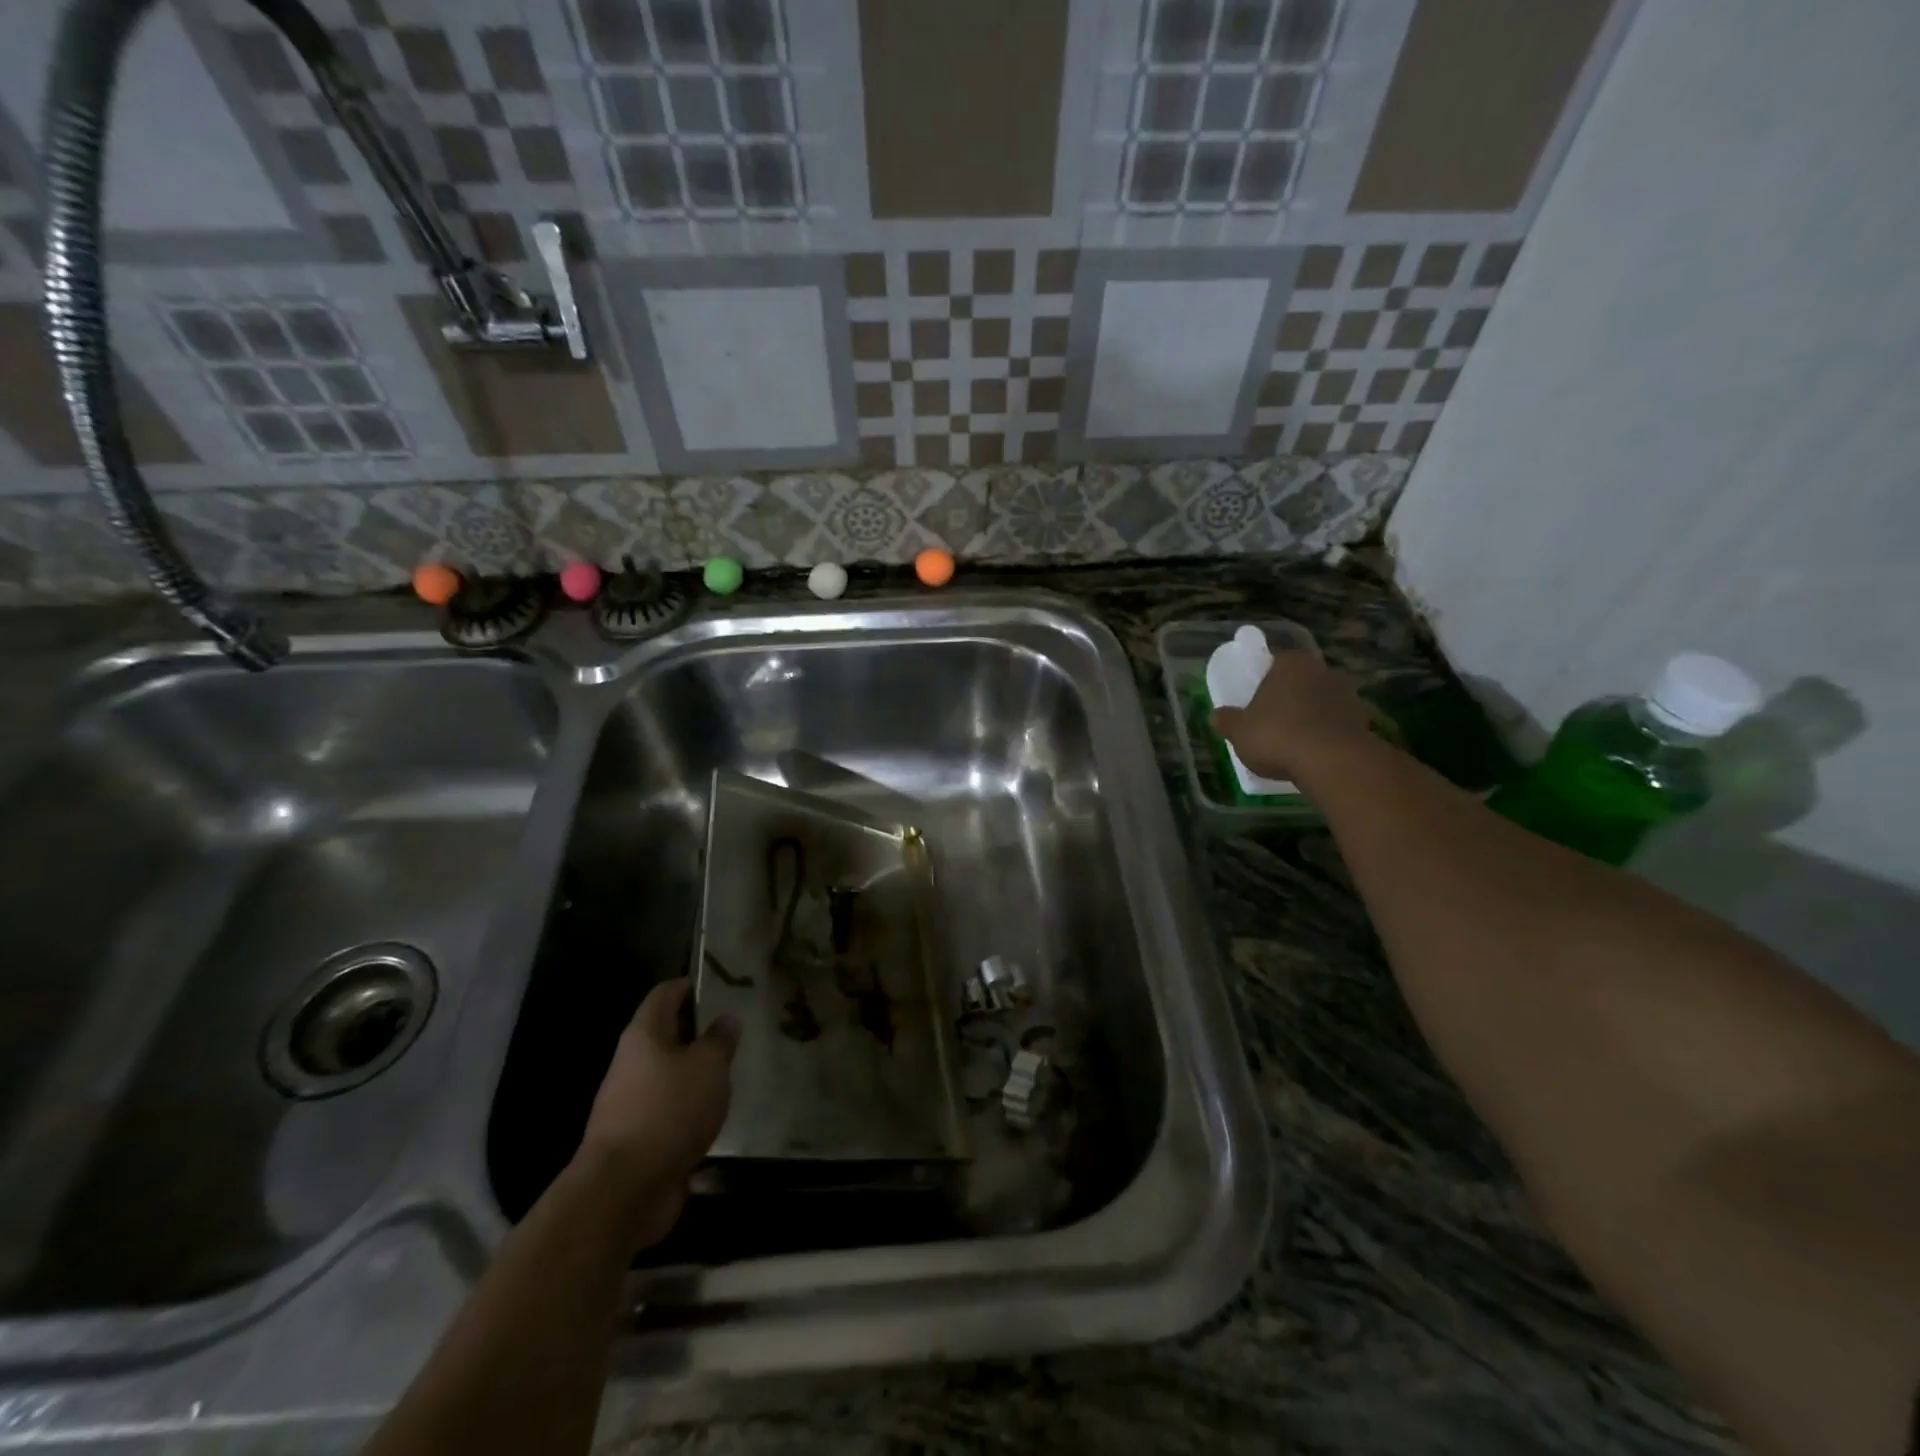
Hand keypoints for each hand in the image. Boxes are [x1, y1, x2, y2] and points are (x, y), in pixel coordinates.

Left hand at [578, 978, 738, 1247]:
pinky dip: (691, 1108)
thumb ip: (720, 1040)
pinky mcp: (639, 1138)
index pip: (665, 994)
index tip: (720, 986)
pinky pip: (670, 1111)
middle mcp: (632, 1062)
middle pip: (666, 1035)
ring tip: (733, 1072)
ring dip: (696, 1074)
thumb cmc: (669, 1110)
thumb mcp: (708, 1066)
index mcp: (644, 1034)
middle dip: (698, 1032)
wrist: (625, 1189)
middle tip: (736, 1031)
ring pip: (669, 1075)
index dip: (690, 986)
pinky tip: (717, 1114)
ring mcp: (631, 1102)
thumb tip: (726, 1019)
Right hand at [1211, 650, 1376, 784]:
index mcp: (1291, 663)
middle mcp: (1323, 670)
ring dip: (1310, 715)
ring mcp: (1348, 694)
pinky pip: (1337, 723)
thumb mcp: (1239, 731)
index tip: (1257, 701)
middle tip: (1273, 720)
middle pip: (1301, 681)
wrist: (1332, 762)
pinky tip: (1314, 753)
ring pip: (1321, 701)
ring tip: (1294, 741)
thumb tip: (1216, 715)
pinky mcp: (1364, 720)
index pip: (1276, 662)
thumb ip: (1227, 720)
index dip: (1265, 681)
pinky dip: (1327, 733)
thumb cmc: (1277, 736)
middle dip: (1290, 697)